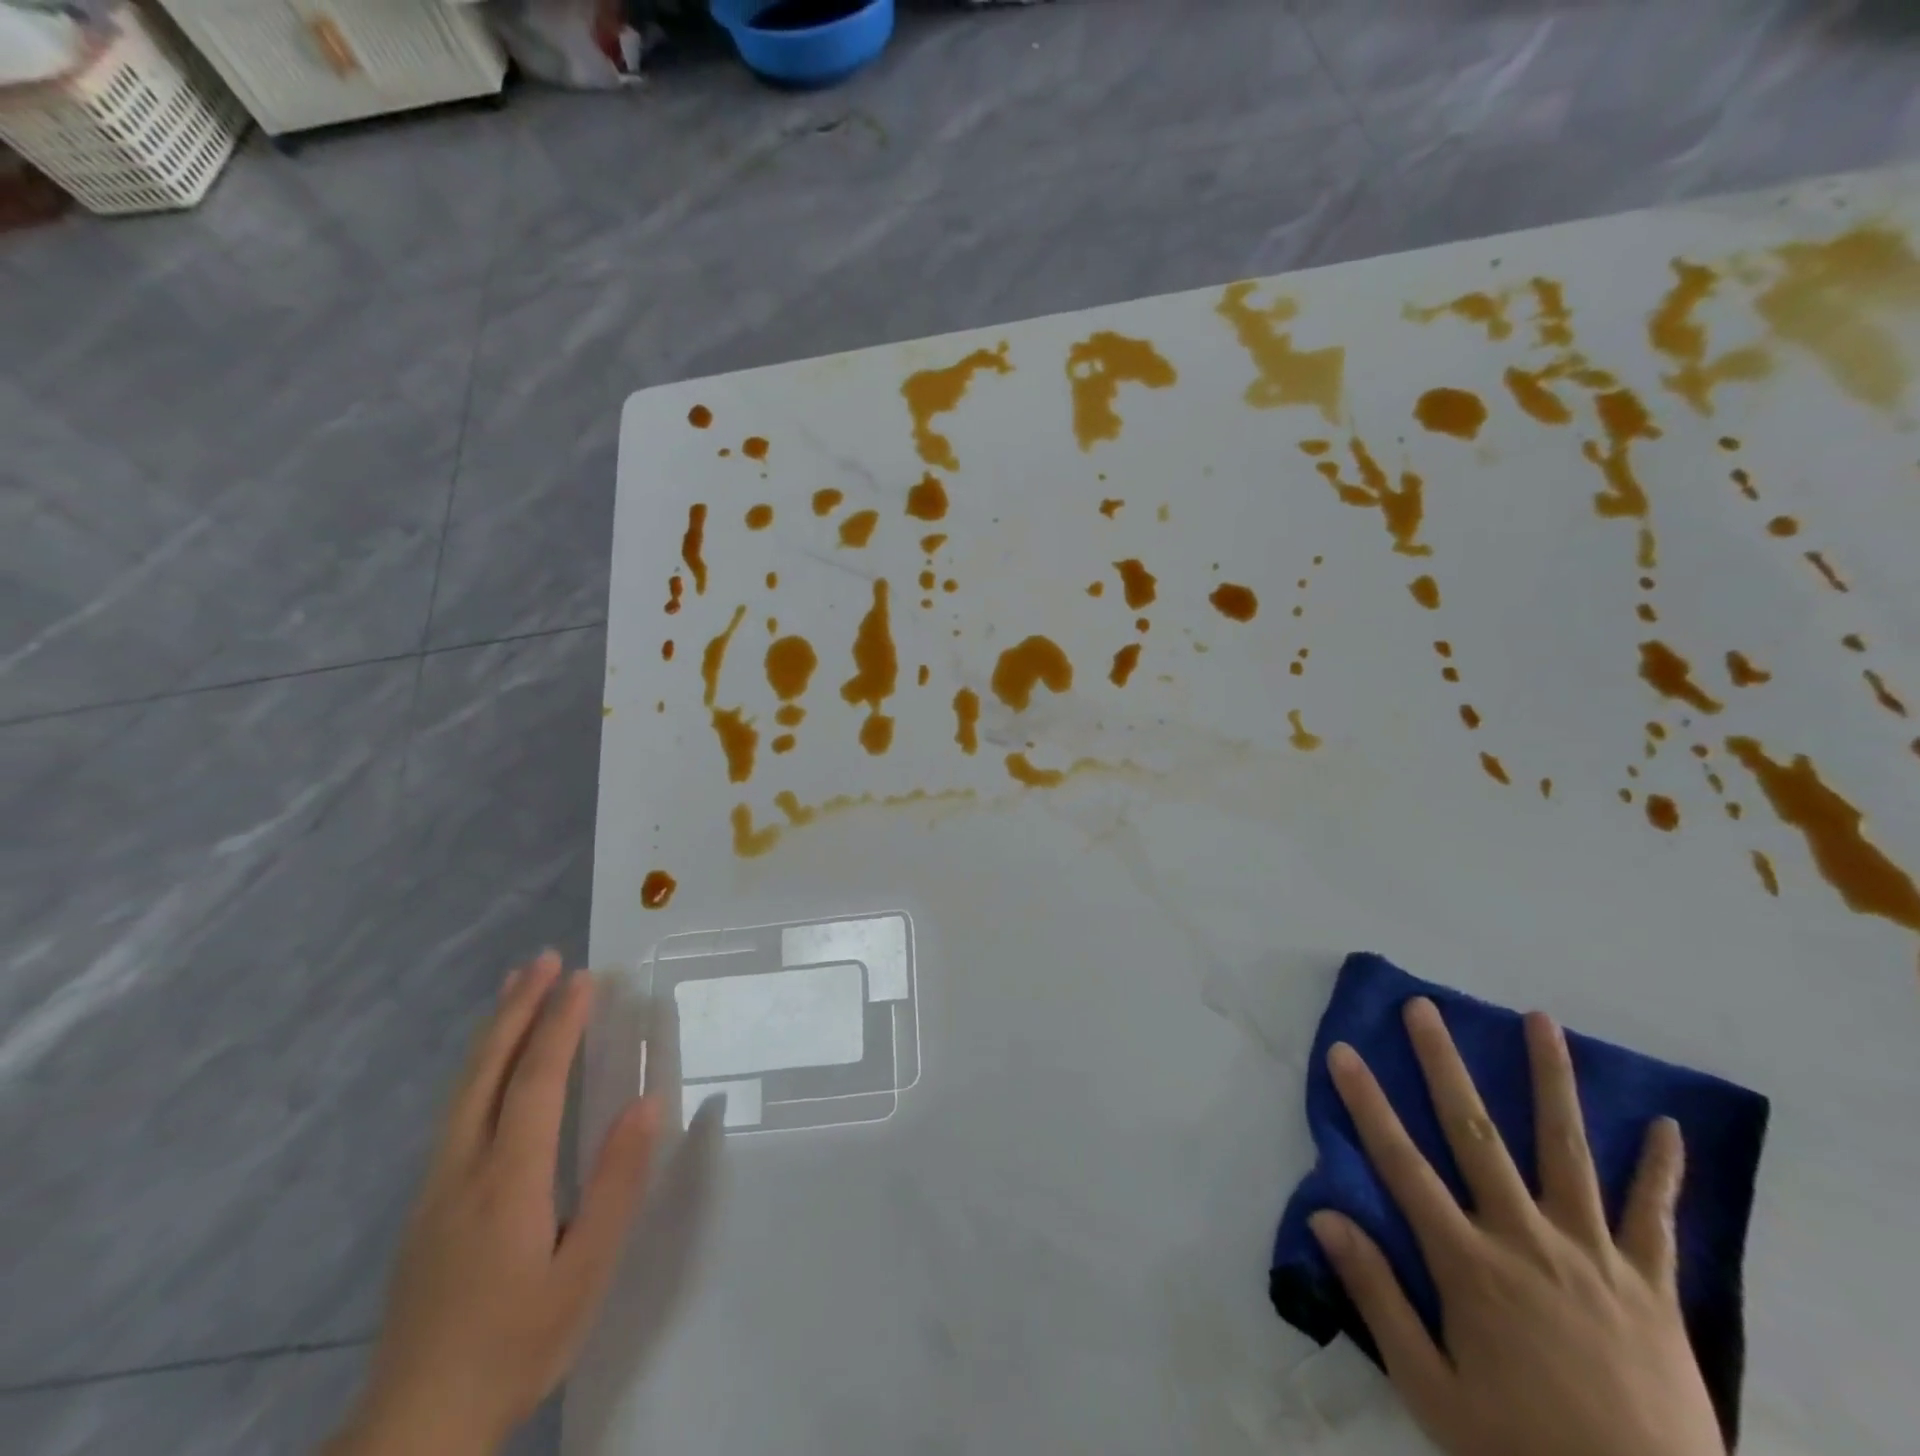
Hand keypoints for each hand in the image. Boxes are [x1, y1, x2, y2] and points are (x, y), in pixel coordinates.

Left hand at [326, 953, 663, 1455]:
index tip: (584, 979)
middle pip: (488, 1070)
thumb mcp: (585, 1273)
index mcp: (508, 1181)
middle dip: (518, 1009)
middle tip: (543, 959)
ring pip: (463, 1088)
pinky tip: (491, 1063)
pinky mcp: (426, 1204)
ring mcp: (436, 1185)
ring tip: (515, 987)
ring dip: (494, 1030)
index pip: (536, 1082)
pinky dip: (478, 1066)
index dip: (560, 1025)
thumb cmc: (517, 1344)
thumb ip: (616, 1184)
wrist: (413, 1428)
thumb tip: (645, 1103)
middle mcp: (464, 1169)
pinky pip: (455, 1110)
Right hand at [1309, 998, 1724, 1455]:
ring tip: (1540, 1022)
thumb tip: (1324, 1217)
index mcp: (1469, 1265)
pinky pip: (1656, 1218)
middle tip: (1424, 1008)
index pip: (1401, 1164)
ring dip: (1551, 1082)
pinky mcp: (1652, 1286)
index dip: (1367, 1104)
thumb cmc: (1522, 1452)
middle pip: (1476, 1134)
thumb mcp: (1430, 1390)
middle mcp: (1526, 1240)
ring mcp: (1594, 1256)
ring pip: (1568, 1152)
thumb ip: (1378, 1297)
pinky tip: (1668, 1125)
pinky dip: (1662, 1170)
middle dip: (1444, 1065)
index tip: (1344, 1052)